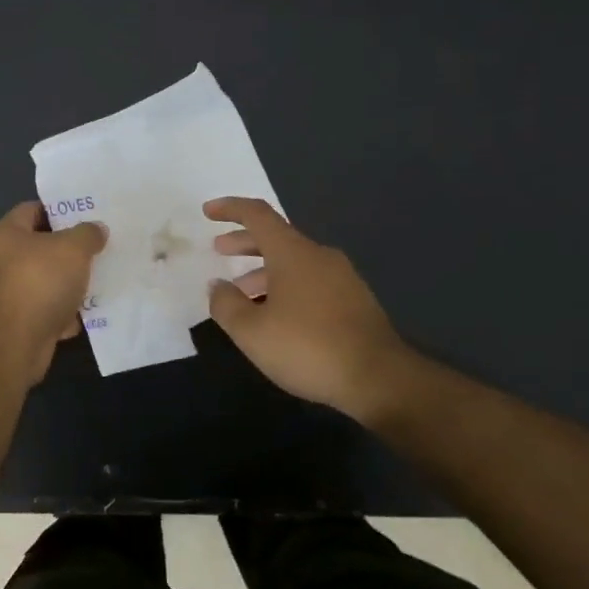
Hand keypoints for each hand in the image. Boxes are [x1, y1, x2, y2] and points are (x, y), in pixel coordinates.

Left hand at [0, 203, 106, 384]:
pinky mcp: (25, 324)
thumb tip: (96, 229)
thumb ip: (87, 234)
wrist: (15, 341)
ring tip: (106, 276)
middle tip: (103, 245)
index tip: (88, 213)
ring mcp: (14, 294)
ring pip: (50, 281)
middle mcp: (5, 261)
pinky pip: (53, 311)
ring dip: (74, 283)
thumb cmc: (39, 280)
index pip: (33, 209)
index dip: (60, 209)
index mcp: (8, 233)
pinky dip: (70, 313)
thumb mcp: (72, 247)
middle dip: (72, 249)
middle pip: (43, 247)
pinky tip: (95, 311)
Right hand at [204, 197, 428, 427]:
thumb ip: (226, 304)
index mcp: (292, 252)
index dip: (230, 209)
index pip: (257, 215)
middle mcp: (319, 256)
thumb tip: (217, 286)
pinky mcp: (355, 300)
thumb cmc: (308, 348)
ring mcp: (342, 278)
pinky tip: (277, 315)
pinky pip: (311, 281)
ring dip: (264, 270)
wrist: (380, 379)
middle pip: (276, 237)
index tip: (208, 211)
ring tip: (243, 294)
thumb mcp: (251, 331)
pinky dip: (286, 286)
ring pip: (294, 262)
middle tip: (219, 250)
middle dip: (244, 242)